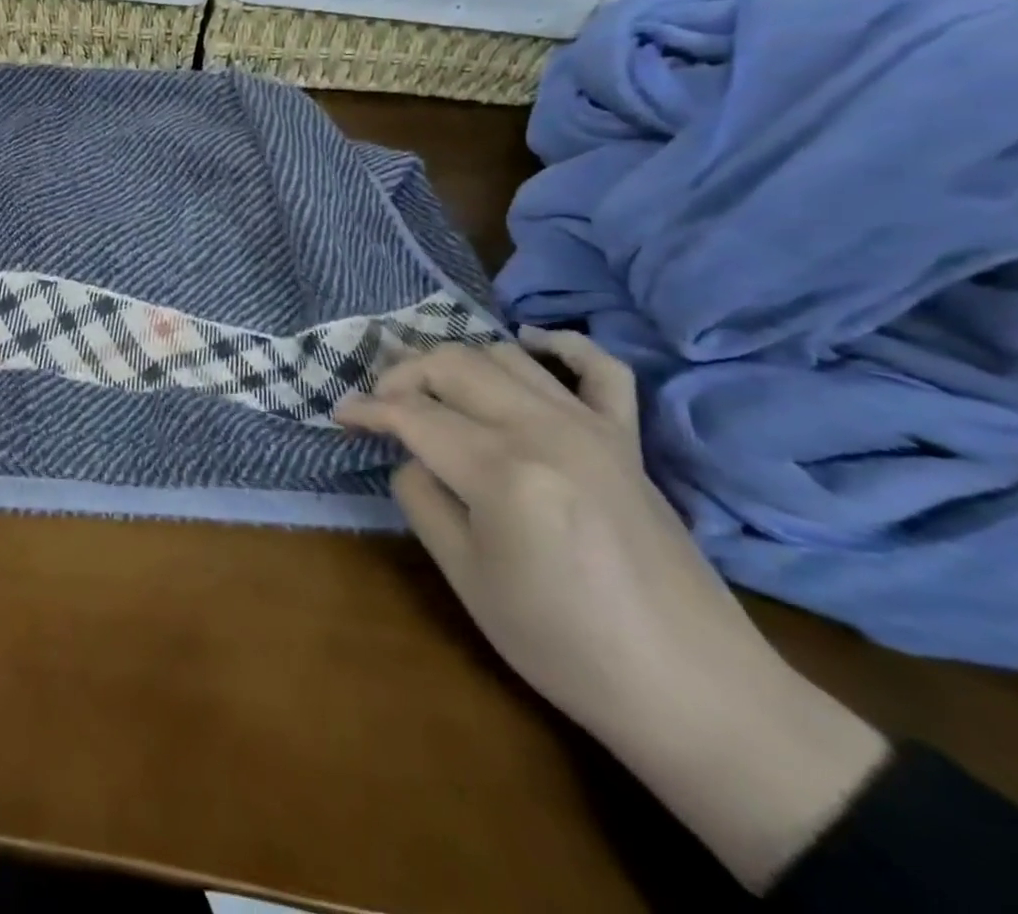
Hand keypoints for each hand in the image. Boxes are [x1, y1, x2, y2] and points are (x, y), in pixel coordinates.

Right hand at [338, 328, 886, 891]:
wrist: (692, 689)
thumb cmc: (564, 644)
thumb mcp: (466, 578)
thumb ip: (423, 499)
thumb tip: (411, 457)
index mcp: (500, 470)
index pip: (412, 414)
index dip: (366, 410)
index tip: (340, 416)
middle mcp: (543, 429)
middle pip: (452, 366)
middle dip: (402, 373)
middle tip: (380, 403)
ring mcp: (592, 427)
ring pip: (505, 355)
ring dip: (457, 360)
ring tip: (431, 386)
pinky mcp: (628, 440)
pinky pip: (599, 368)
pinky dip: (560, 344)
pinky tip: (530, 343)